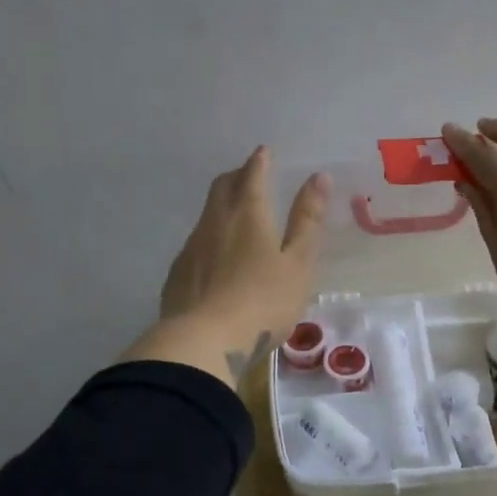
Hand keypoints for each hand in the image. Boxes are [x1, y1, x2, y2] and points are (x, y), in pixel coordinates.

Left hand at [122, 148, 330, 384]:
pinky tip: (215, 257)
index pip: (252, 175)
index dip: (260, 161)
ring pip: (207, 214)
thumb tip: (319, 177)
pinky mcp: (177, 274)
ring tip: (235, 213)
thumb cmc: (263, 302)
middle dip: (237, 175)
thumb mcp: (298, 262)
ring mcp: (191, 248)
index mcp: (248, 214)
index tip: (264, 152)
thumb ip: (308, 220)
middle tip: (249, 175)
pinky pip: (196, 243)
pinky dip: (210, 237)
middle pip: (222, 187)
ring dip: (222, 205)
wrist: (203, 342)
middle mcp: (215, 222)